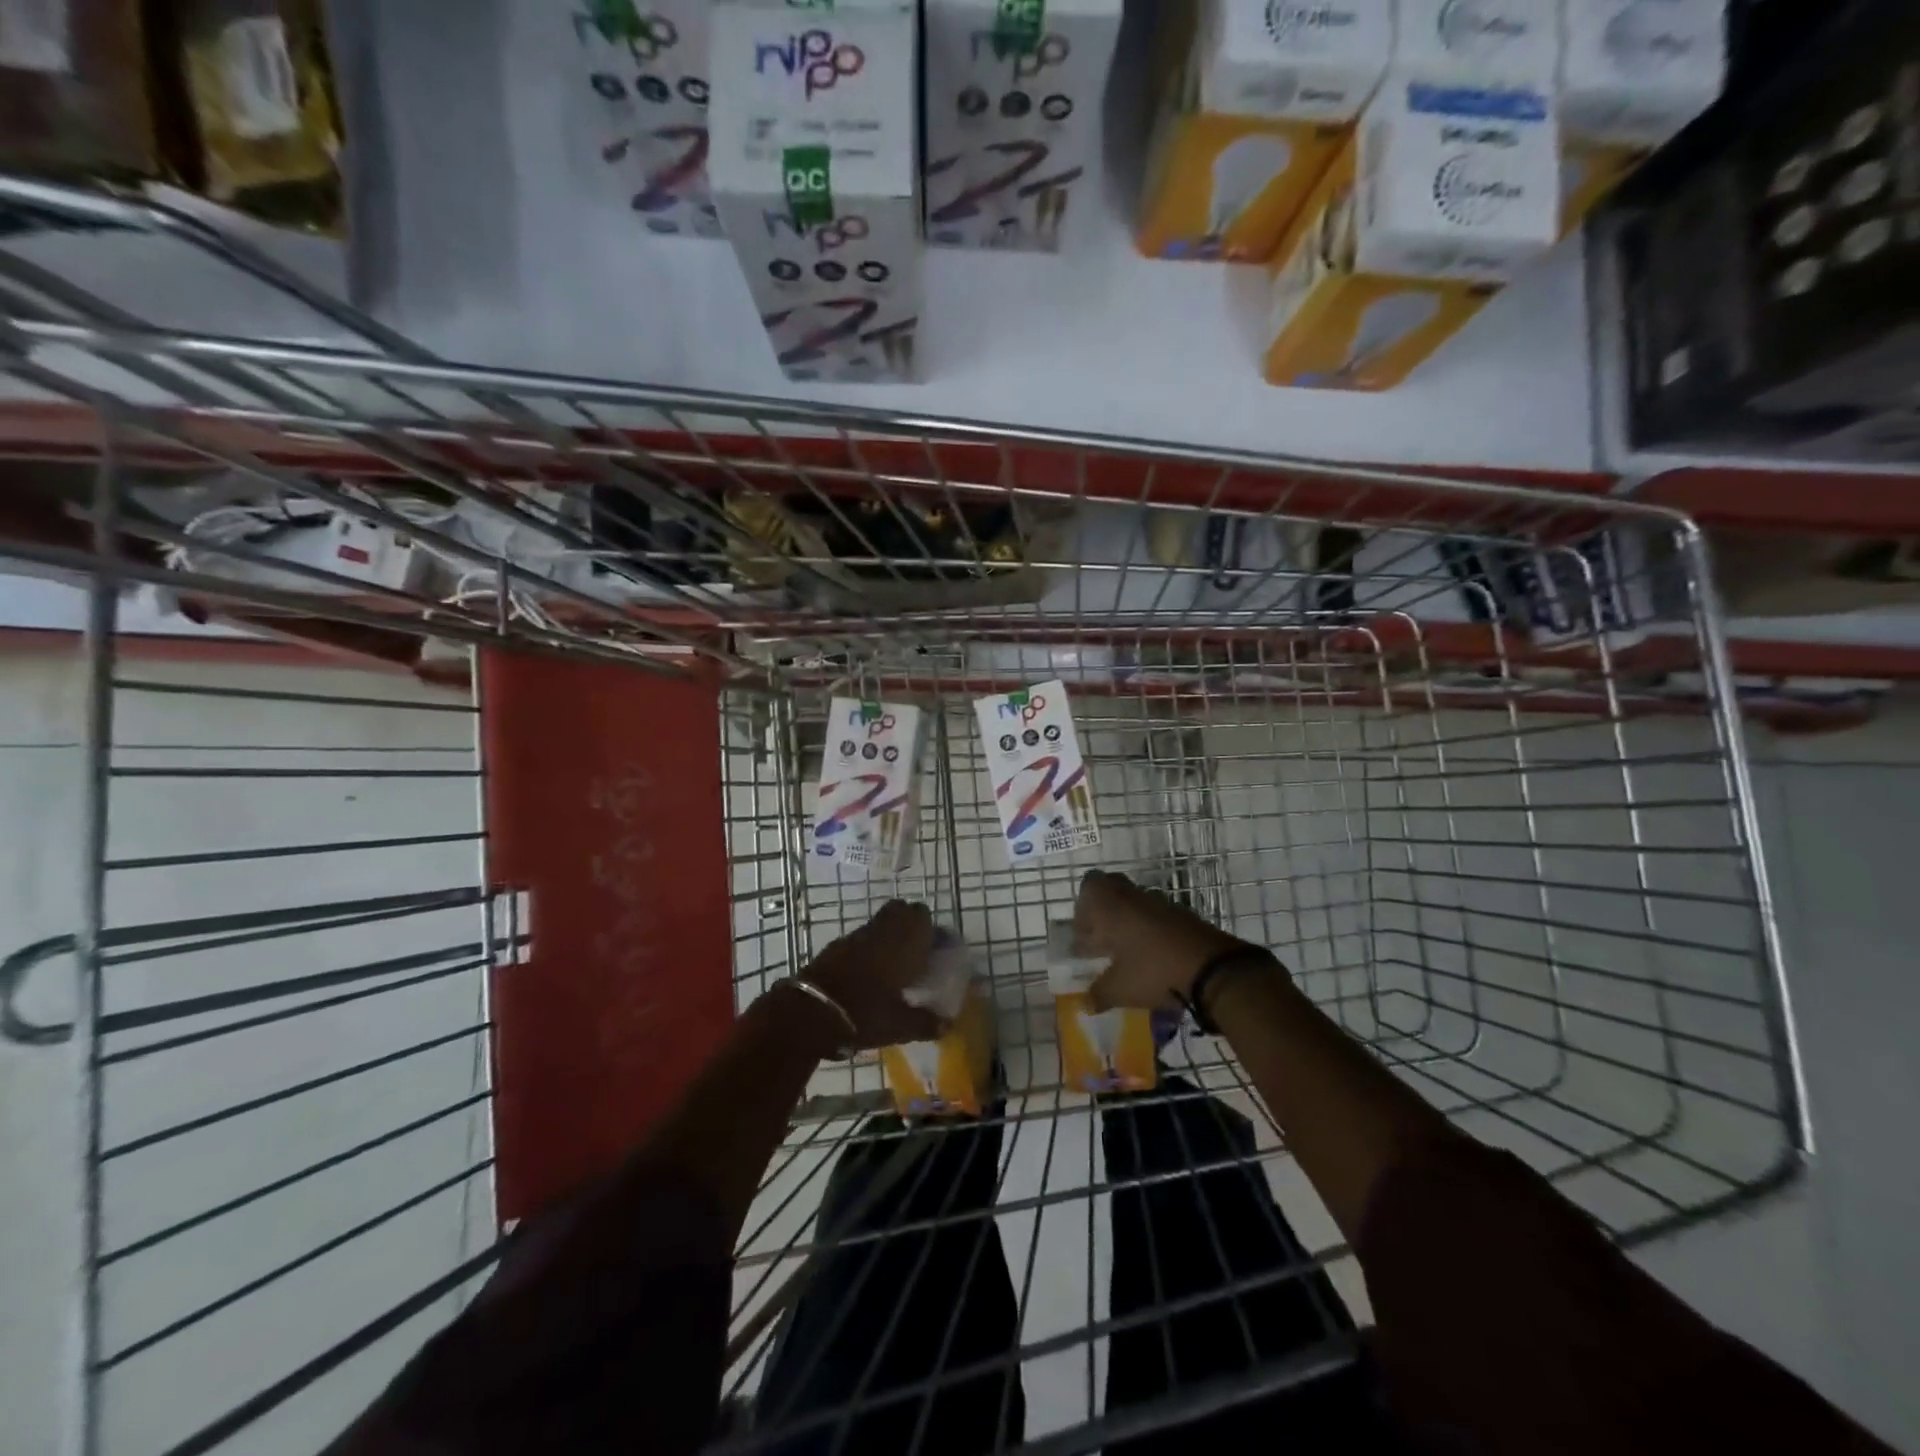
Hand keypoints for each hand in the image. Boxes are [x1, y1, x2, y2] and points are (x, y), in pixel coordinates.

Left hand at [799, 900, 943, 1051]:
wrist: (811, 1011)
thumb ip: (925, 1023)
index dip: (931, 929)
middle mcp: (883, 931)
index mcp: (905, 943)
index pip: (923, 916)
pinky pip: (862, 936)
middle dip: (911, 924)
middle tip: (915, 952)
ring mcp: (857, 934)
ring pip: (881, 921)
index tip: (935, 950)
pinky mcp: (837, 944)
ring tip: (893, 964)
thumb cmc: (864, 1013)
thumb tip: (946, 1025)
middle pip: (901, 910)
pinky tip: (868, 972)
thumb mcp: (899, 1026)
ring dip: (889, 934)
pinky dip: (869, 946)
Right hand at [1074, 870, 1263, 1011]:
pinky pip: (1159, 916)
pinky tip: (1153, 958)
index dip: (1083, 906)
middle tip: (1102, 938)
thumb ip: (1098, 994)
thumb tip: (1085, 1004)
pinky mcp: (1186, 917)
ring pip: (1137, 903)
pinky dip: (1152, 931)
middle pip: (1113, 888)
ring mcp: (1164, 905)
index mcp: (1113, 907)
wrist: (1214, 970)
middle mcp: (1136, 898)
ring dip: (1129, 921)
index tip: (1084, 934)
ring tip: (1127, 954)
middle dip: (1104, 911)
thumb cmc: (1155, 971)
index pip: (1090, 884)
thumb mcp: (1120, 989)